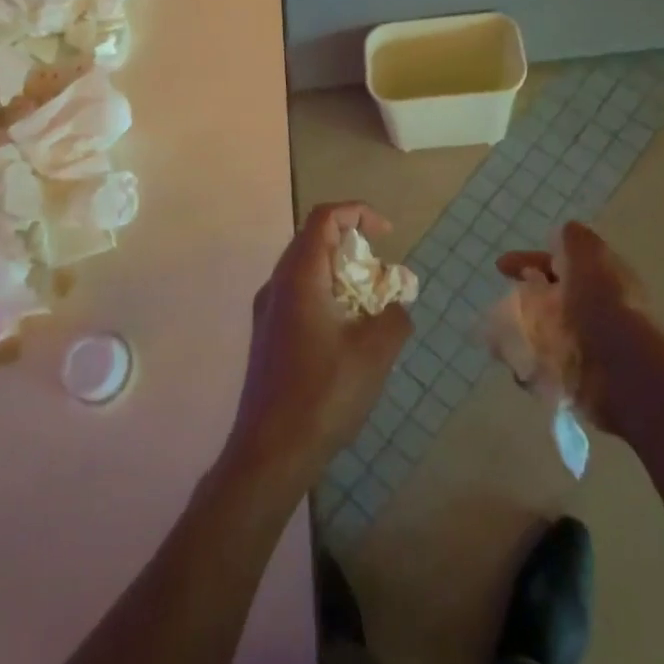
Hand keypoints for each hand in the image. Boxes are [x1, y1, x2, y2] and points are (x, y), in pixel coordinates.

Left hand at [220, 202, 412, 497]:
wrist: (270, 451)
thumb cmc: (323, 394)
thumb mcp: (374, 354)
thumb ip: (395, 318)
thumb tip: (397, 306)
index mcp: (299, 276)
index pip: (324, 217)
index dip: (358, 212)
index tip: (388, 233)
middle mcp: (277, 284)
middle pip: (313, 240)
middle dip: (352, 246)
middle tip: (382, 276)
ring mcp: (267, 310)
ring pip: (306, 269)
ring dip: (340, 274)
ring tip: (370, 306)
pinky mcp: (267, 335)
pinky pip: (299, 295)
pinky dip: (327, 296)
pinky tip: (347, 334)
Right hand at [497, 220, 654, 429]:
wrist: (624, 373)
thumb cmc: (602, 307)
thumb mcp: (589, 256)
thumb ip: (574, 240)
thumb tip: (561, 234)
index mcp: (600, 280)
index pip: (561, 264)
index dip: (530, 260)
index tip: (500, 266)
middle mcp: (595, 312)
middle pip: (551, 298)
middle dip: (525, 298)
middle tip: (500, 306)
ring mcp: (586, 348)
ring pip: (543, 332)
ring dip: (521, 331)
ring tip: (502, 338)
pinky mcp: (578, 381)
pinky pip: (542, 367)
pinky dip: (526, 363)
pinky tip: (517, 363)